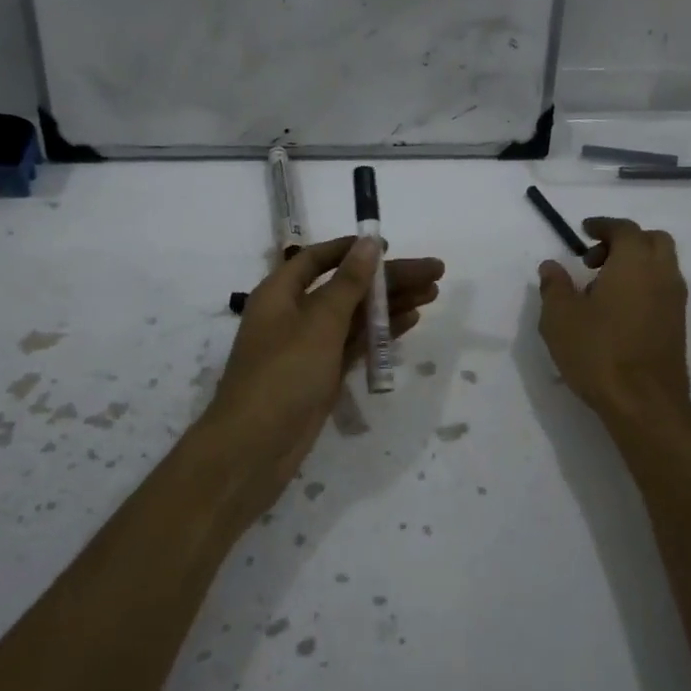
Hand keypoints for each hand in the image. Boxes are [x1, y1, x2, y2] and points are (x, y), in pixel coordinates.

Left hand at [202, 236, 444, 511]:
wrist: (255, 447)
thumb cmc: (283, 375)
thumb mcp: (318, 323)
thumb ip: (348, 283)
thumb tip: (369, 243)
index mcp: (280, 293)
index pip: (318, 259)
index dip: (352, 250)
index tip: (387, 247)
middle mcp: (294, 314)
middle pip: (346, 287)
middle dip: (388, 279)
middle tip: (435, 273)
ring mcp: (309, 347)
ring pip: (355, 316)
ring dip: (391, 304)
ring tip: (433, 294)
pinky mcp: (322, 374)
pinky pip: (355, 344)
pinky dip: (380, 333)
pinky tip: (410, 321)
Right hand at [537, 217, 690, 418]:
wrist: (643, 402)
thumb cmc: (598, 352)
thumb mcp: (560, 317)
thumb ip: (555, 286)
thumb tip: (551, 266)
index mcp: (634, 263)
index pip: (625, 229)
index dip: (603, 226)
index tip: (584, 231)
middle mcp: (662, 275)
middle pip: (653, 241)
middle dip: (625, 241)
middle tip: (595, 259)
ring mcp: (675, 301)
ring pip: (661, 266)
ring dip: (635, 265)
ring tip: (601, 289)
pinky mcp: (678, 326)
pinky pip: (662, 290)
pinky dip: (643, 286)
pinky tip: (617, 312)